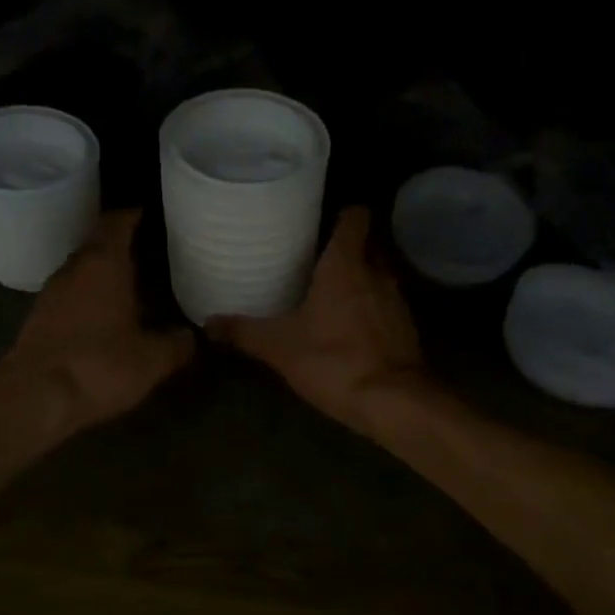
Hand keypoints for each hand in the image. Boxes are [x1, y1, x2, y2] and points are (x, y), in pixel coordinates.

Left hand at [0, 209, 194, 437]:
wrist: (34, 398)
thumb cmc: (99, 366)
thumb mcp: (152, 360)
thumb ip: (176, 344)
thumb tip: (191, 336)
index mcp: (104, 264)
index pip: (117, 223)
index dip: (134, 215)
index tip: (152, 214)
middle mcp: (75, 269)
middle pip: (98, 244)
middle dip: (122, 244)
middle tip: (152, 250)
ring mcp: (52, 293)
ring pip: (83, 270)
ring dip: (104, 272)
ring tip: (133, 282)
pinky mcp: (40, 318)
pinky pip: (71, 294)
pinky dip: (90, 296)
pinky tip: (106, 314)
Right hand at [207, 207, 425, 435]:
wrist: (391, 402)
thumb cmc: (333, 360)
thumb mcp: (279, 347)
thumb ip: (243, 331)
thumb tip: (207, 322)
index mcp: (346, 265)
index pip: (356, 218)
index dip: (343, 213)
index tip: (322, 219)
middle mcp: (377, 273)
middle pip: (367, 245)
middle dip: (347, 249)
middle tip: (316, 258)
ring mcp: (397, 301)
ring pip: (378, 276)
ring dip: (360, 281)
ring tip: (330, 292)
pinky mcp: (406, 329)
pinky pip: (386, 306)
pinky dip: (370, 309)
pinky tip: (350, 327)